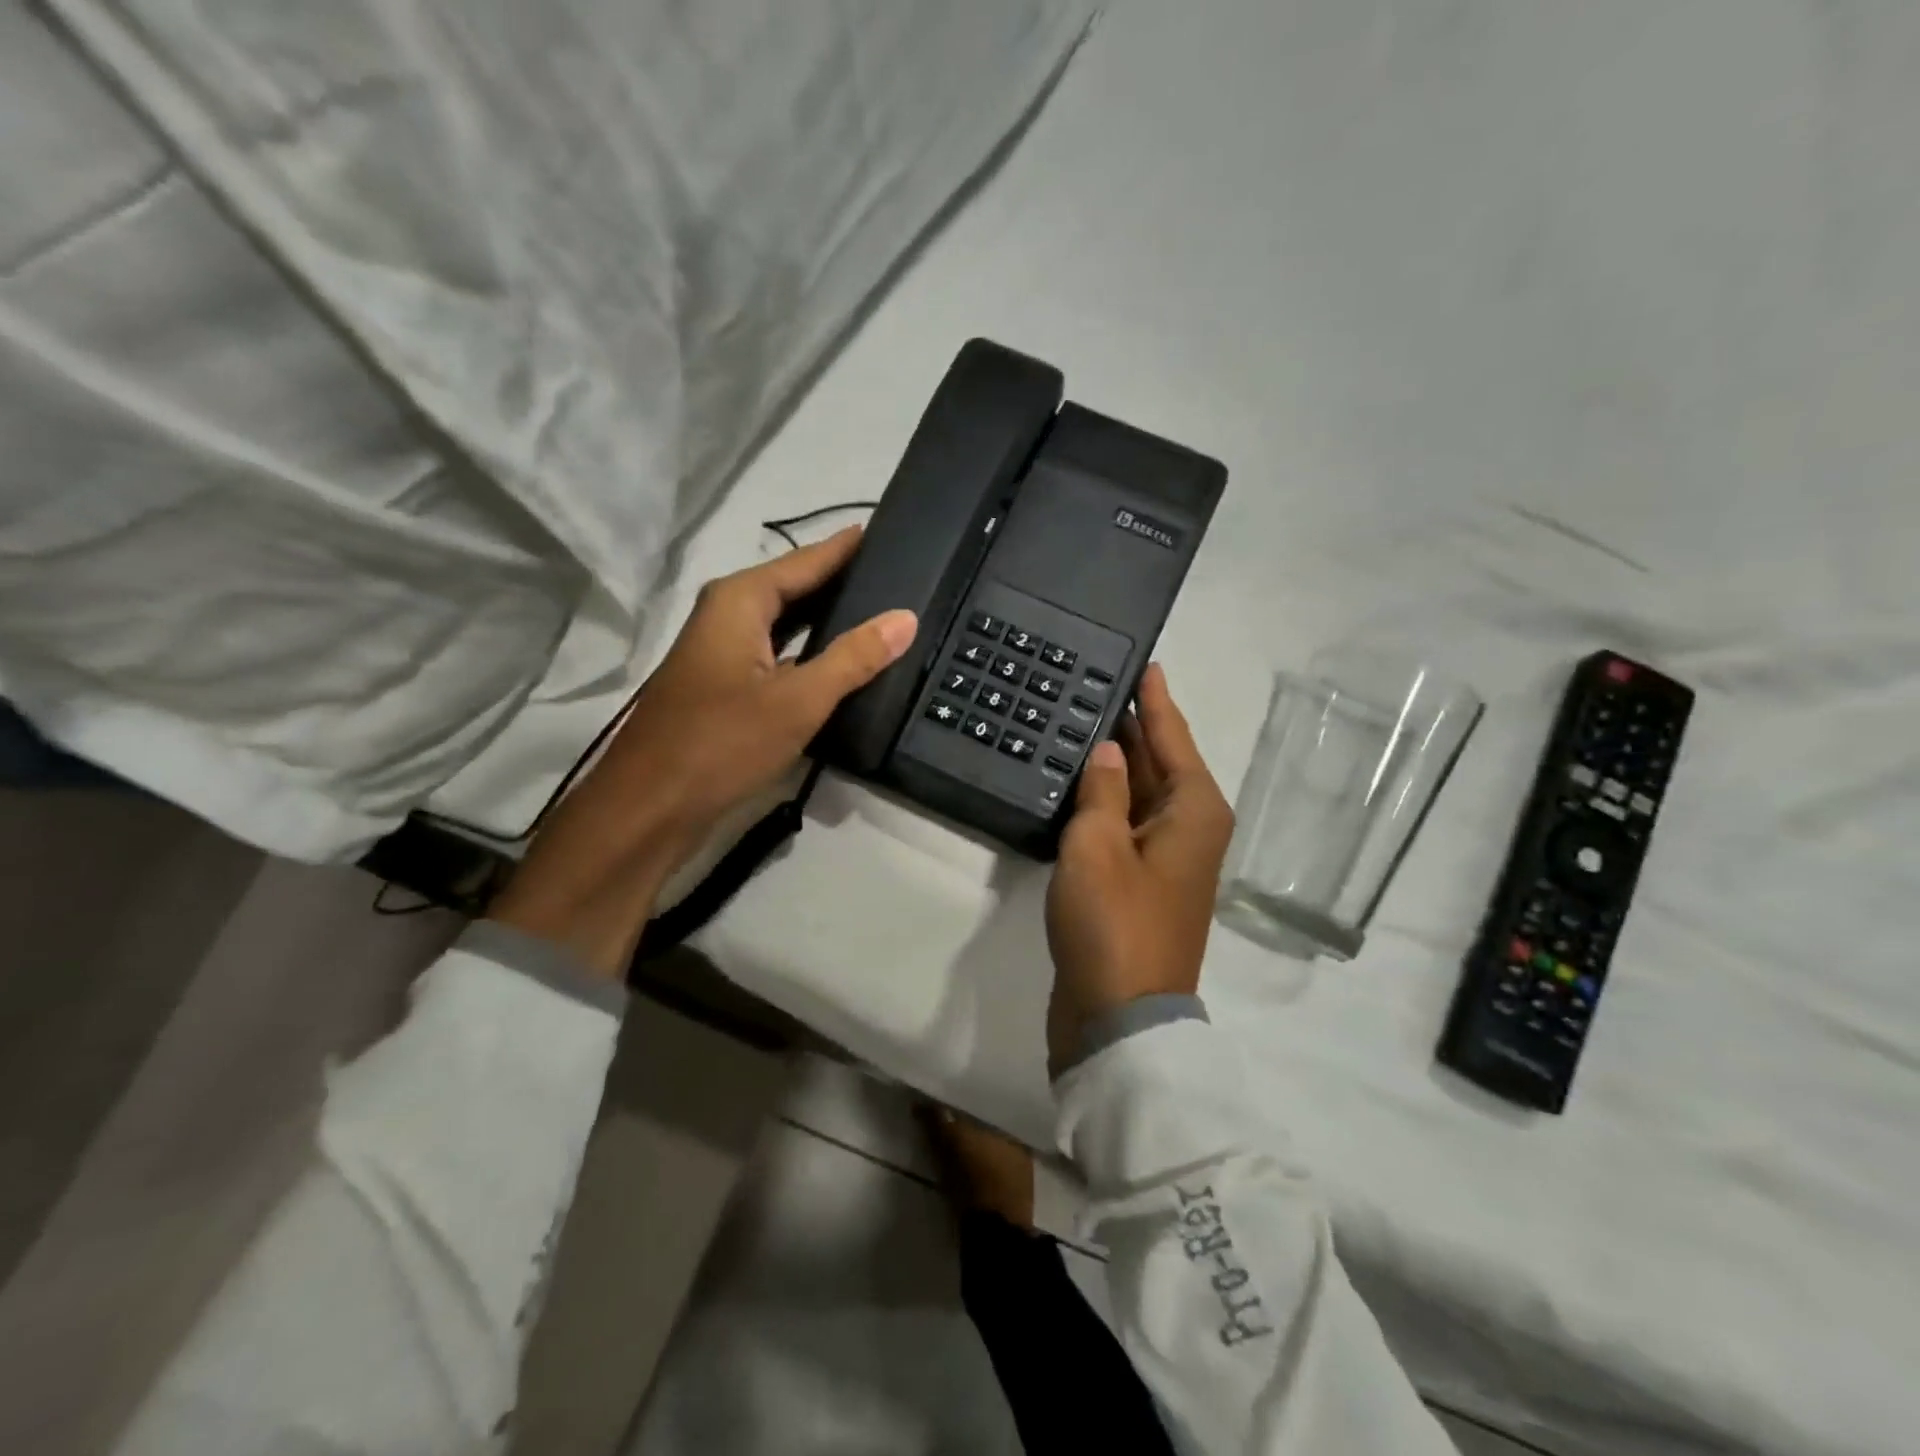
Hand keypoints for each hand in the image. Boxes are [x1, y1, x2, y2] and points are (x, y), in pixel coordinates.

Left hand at [489, 525, 914, 976]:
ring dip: (826, 619)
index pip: (806, 560)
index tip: (886, 531)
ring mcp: (721, 652)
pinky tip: (839, 664)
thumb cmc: (722, 743)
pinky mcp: (722, 686)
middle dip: (841, 582)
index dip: (845, 548)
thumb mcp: (799, 700)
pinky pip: (776, 653)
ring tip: (879, 614)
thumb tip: (904, 617)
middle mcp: (726, 615)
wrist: (650, 806)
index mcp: (739, 601)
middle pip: (793, 587)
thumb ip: (854, 657)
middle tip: (897, 576)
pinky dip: (808, 652)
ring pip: (784, 623)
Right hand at [1044, 663, 1233, 1070]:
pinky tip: (1079, 784)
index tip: (1146, 663)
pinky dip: (1106, 800)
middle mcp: (1189, 829)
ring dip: (1118, 763)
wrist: (1118, 1016)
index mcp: (1194, 811)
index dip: (1155, 700)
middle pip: (1162, 762)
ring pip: (1142, 793)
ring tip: (1084, 722)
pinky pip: (1126, 824)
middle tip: (1100, 685)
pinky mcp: (1141, 884)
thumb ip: (1104, 790)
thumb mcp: (1098, 844)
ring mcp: (1166, 859)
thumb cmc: (1113, 922)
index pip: (1172, 736)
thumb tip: (1110, 752)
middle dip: (1134, 727)